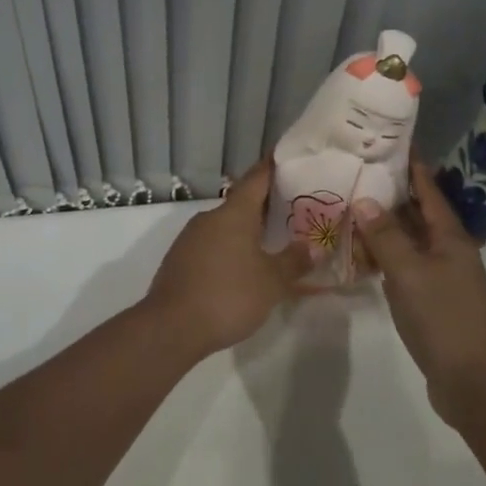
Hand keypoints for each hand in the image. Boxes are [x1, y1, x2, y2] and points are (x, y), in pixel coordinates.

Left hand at [141, 160, 312, 353]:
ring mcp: (190, 238)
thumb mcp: (271, 282)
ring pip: (226, 226)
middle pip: (242, 202)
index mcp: (234, 213)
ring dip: (247, 230)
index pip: (257, 178)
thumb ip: (294, 261)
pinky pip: (212, 245)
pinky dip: (230, 249)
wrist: (171, 327)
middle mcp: (210, 218)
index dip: (273, 167)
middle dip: (266, 205)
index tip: (288, 157)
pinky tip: (243, 268)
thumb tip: (314, 247)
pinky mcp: (180, 260)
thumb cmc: (228, 295)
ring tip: (273, 241)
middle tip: (294, 209)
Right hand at [351, 159, 485, 421]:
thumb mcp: (409, 272)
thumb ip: (386, 236)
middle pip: (418, 212)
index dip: (412, 165)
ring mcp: (441, 276)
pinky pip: (405, 265)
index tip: (392, 141)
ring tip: (352, 205)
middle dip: (392, 192)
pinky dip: (385, 254)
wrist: (471, 380)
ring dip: (385, 224)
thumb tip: (364, 200)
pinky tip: (362, 253)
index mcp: (450, 237)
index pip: (428, 190)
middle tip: (358, 171)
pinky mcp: (431, 299)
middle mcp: (448, 250)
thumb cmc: (442, 318)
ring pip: (409, 239)